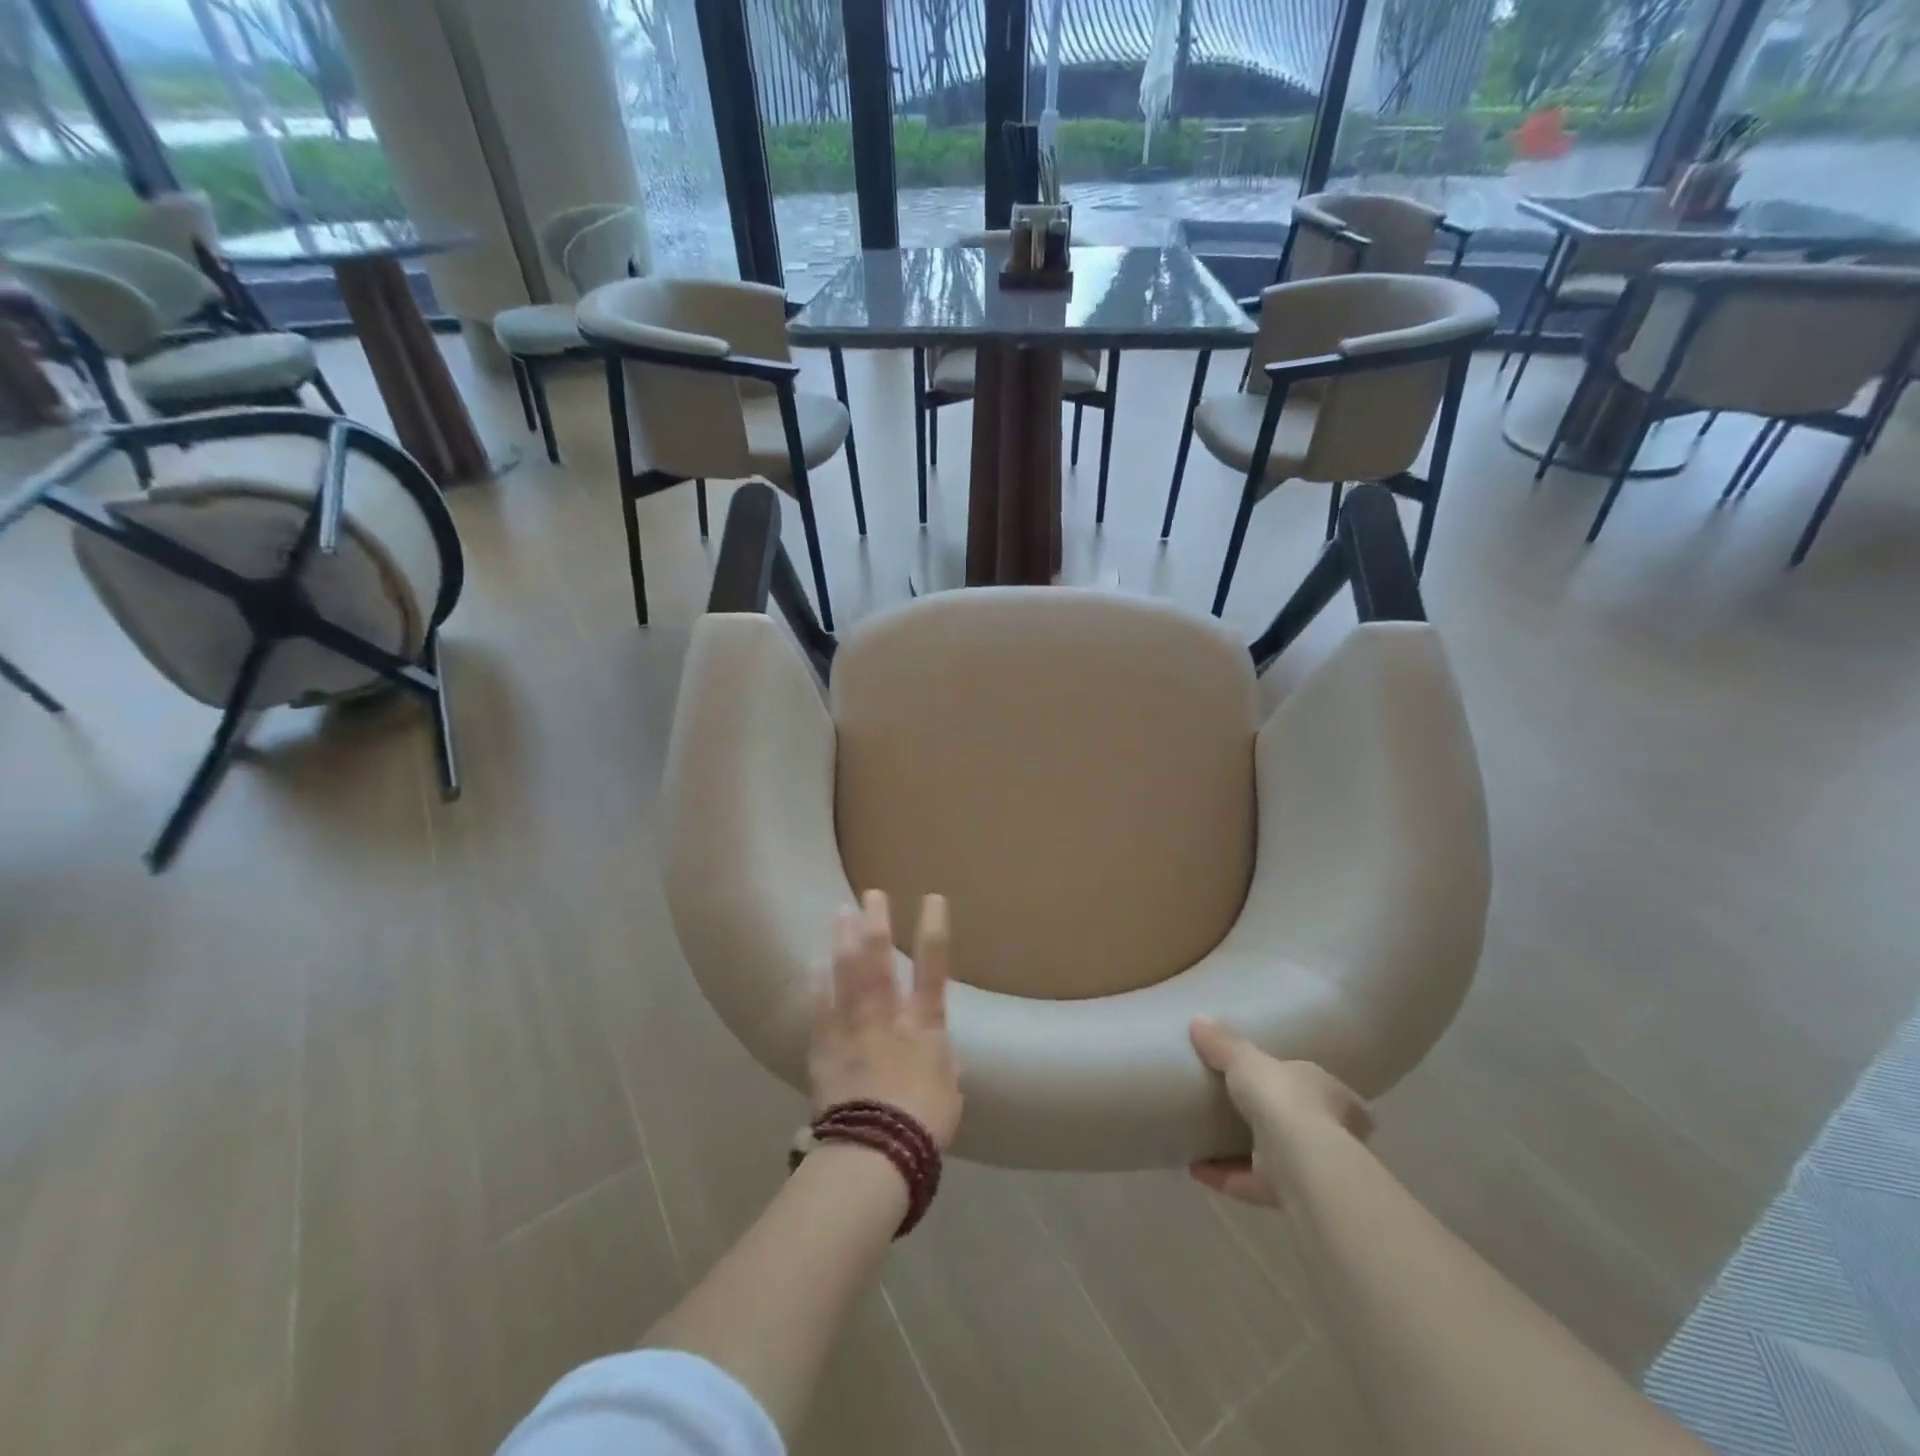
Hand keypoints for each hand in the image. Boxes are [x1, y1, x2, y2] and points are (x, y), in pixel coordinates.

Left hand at [810, 891, 962, 1149]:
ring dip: (843, 939)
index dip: (933, 928)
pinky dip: (817, 981)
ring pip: (845, 972)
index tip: (932, 898)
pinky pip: (819, 1004)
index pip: (933, 966)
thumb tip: (937, 1047)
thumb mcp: (949, 1087)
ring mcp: (851, 1025)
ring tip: (840, 912)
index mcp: (923, 1023)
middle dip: (876, 922)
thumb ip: (942, 1058)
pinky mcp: (824, 1044)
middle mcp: (886, 1013)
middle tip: (870, 894)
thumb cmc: (923, 1122)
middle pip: (879, 957)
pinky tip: (813, 962)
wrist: (874, 1150)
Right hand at [1188, 1017, 1372, 1205]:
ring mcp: (1310, 1166)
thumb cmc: (1283, 1097)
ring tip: (1205, 1140)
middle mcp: (1330, 1130)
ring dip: (1241, 1152)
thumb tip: (1198, 1021)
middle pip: (1298, 1121)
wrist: (1300, 1160)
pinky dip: (1224, 1176)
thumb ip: (1223, 1044)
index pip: (1317, 1083)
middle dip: (1269, 1118)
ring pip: (1275, 1155)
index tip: (1268, 1078)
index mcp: (1330, 1092)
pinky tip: (1196, 1168)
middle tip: (1234, 1107)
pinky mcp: (1289, 1194)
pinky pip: (1250, 1182)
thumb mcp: (1246, 1059)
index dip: (1294, 1079)